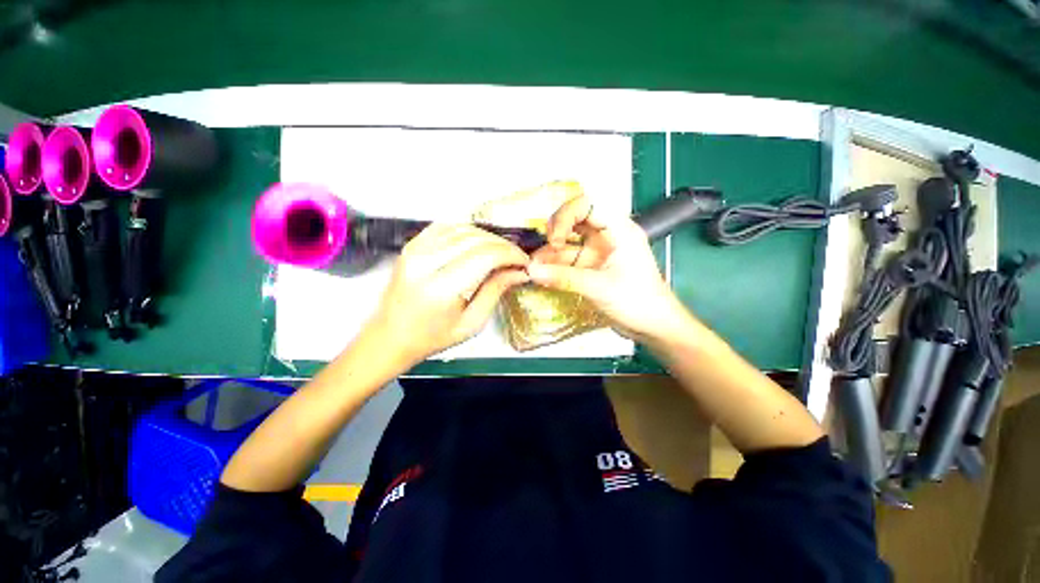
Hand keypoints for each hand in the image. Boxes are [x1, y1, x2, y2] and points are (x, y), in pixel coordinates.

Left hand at [368, 223, 530, 363]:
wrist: (390, 336)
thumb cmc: (432, 337)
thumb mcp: (471, 322)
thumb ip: (496, 291)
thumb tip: (520, 271)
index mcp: (442, 288)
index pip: (486, 256)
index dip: (510, 254)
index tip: (524, 262)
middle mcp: (426, 262)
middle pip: (476, 239)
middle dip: (503, 245)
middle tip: (515, 258)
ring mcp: (415, 249)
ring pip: (463, 228)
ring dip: (487, 237)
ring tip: (500, 251)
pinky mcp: (411, 245)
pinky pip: (445, 226)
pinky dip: (467, 230)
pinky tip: (478, 242)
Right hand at [527, 194, 692, 343]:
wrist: (653, 326)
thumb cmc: (637, 301)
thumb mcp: (600, 287)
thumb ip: (564, 278)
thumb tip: (531, 271)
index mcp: (618, 229)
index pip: (588, 204)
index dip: (566, 216)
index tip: (555, 240)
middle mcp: (607, 235)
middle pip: (575, 219)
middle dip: (555, 231)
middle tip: (544, 247)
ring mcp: (598, 251)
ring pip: (568, 243)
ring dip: (550, 253)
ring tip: (532, 267)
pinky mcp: (591, 267)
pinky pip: (568, 261)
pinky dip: (554, 267)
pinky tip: (540, 275)